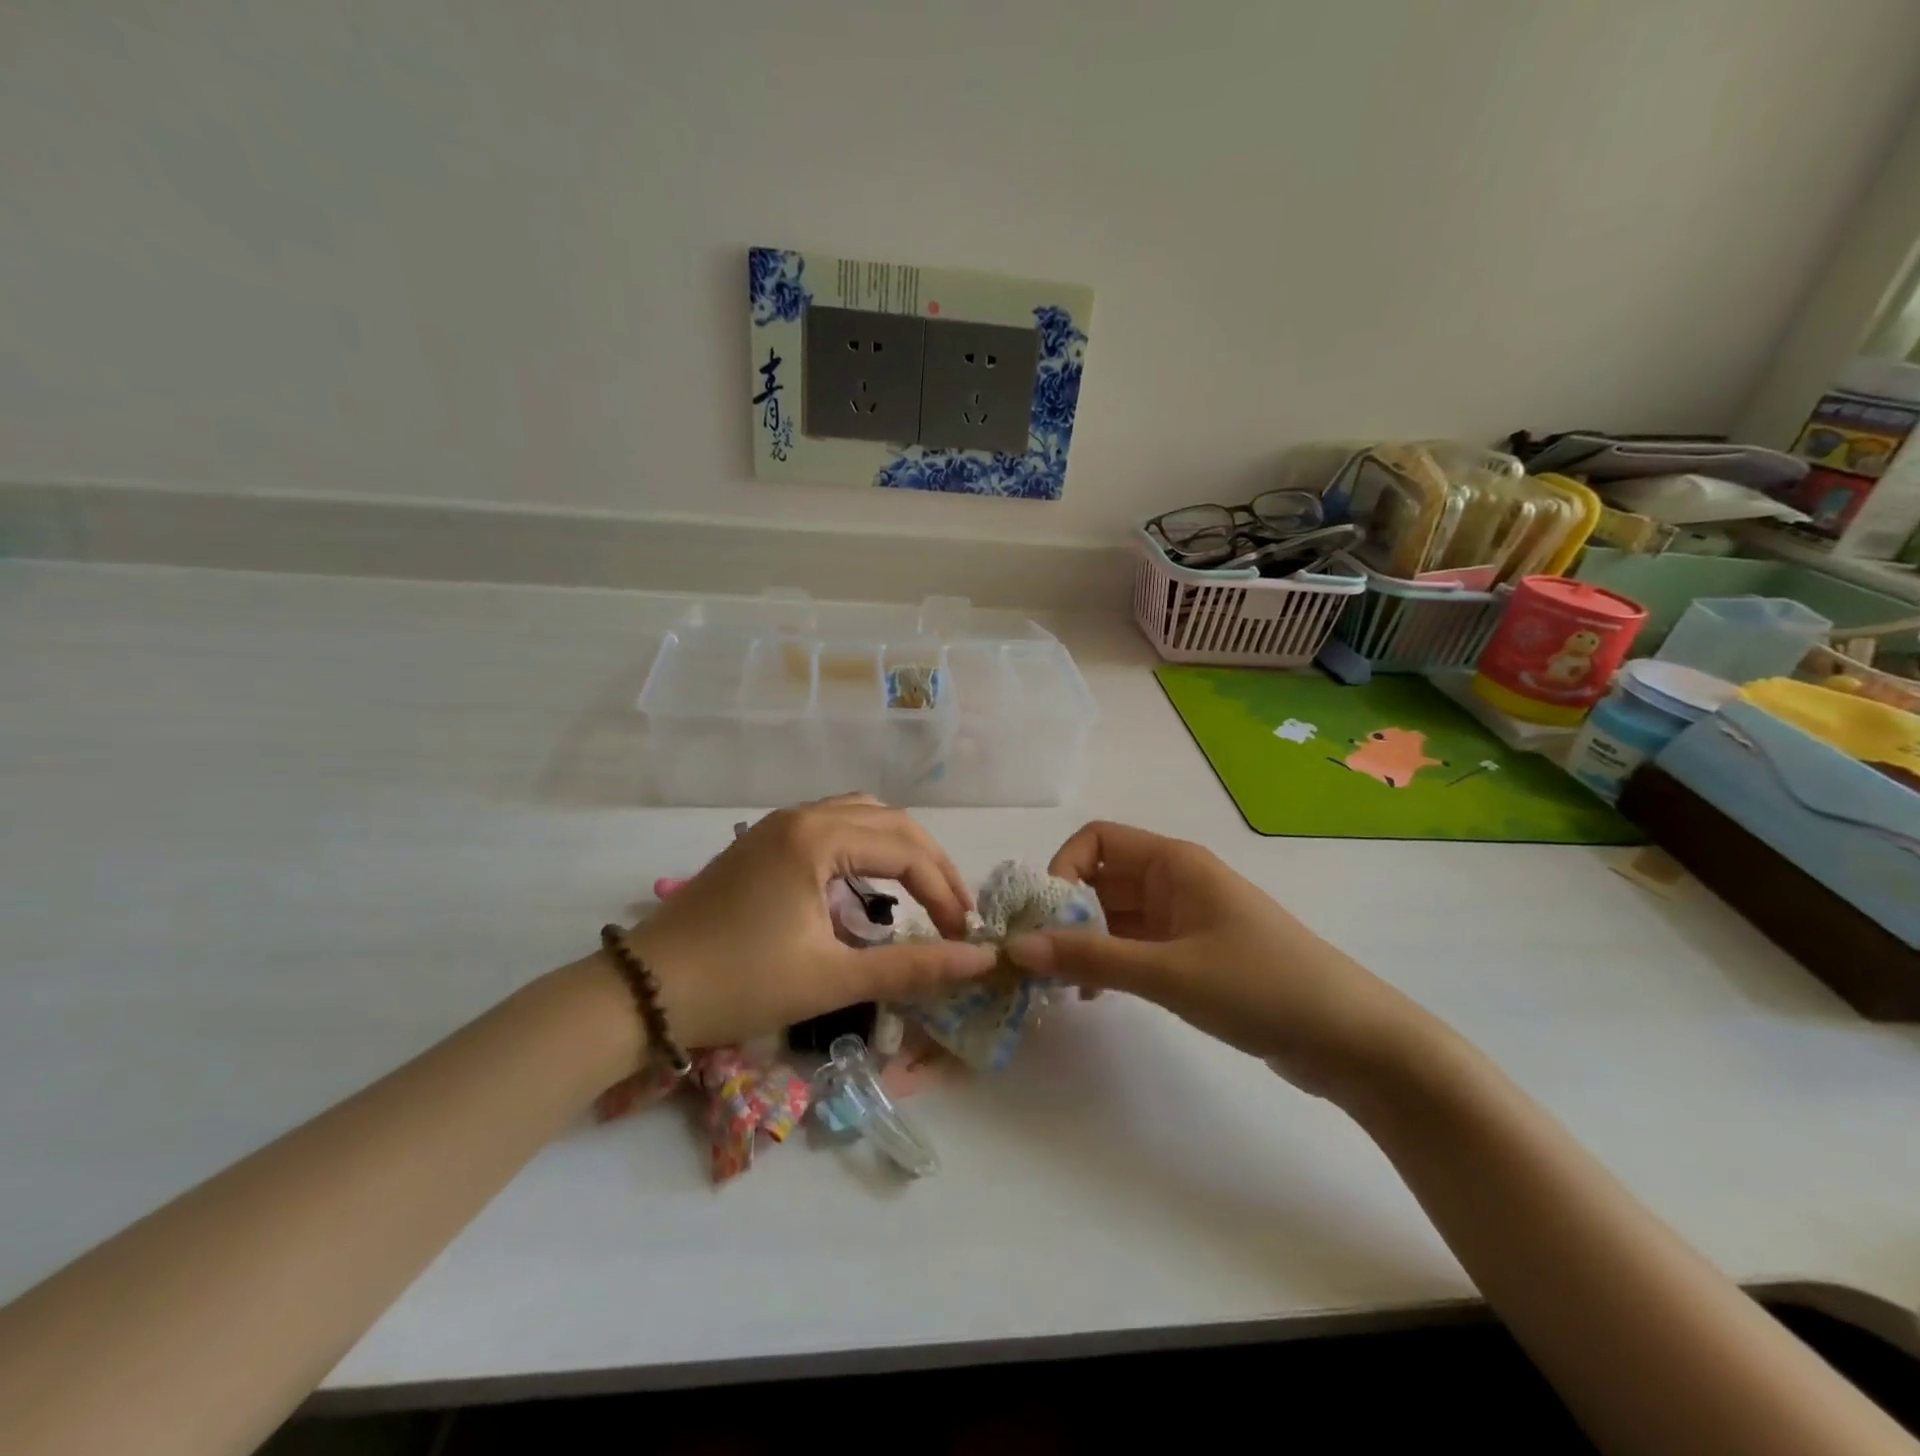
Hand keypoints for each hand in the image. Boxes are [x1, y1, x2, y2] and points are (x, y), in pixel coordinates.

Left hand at [624, 795, 995, 1049]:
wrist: (642, 993)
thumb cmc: (738, 984)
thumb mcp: (831, 979)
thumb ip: (912, 967)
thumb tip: (981, 961)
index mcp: (817, 837)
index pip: (906, 850)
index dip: (945, 892)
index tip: (964, 935)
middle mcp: (801, 816)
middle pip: (890, 821)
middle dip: (930, 865)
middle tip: (954, 912)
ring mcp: (777, 825)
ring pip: (860, 816)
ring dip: (898, 850)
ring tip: (921, 893)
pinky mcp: (762, 843)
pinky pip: (832, 827)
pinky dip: (865, 850)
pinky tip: (867, 887)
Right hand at [1006, 821, 1430, 1096]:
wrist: (1352, 1040)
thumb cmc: (1260, 986)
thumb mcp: (1168, 972)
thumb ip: (1090, 959)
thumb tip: (1016, 949)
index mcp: (1174, 862)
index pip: (1096, 840)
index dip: (1062, 870)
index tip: (1045, 920)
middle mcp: (1176, 880)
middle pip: (1101, 878)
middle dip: (1065, 913)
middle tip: (1038, 961)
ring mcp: (1186, 917)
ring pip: (1116, 915)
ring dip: (1085, 942)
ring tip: (1061, 986)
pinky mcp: (1195, 953)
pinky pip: (1136, 944)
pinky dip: (1110, 962)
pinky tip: (1097, 997)